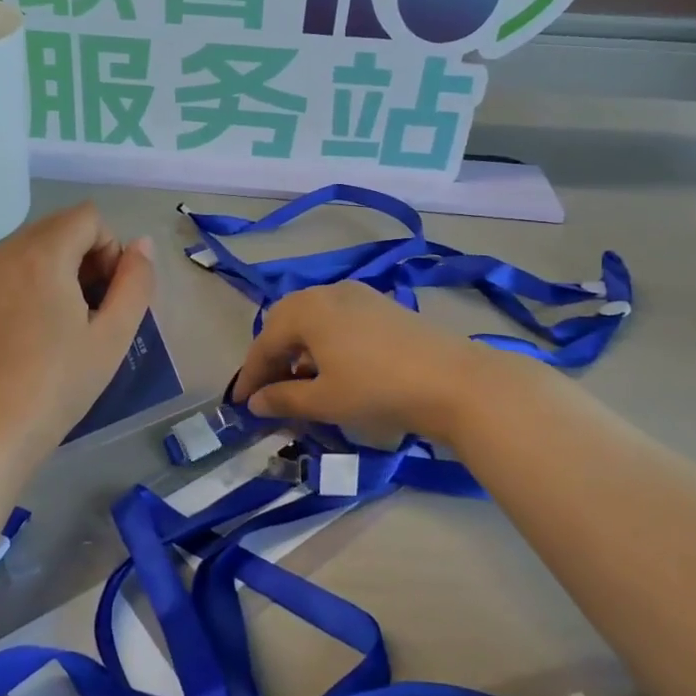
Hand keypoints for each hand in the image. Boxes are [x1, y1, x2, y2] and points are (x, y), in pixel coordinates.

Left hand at [0, 203, 154, 459]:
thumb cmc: (59, 383)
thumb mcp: (113, 335)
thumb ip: (135, 282)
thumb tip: (140, 245)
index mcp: (42, 255)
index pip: (87, 217)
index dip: (109, 248)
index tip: (107, 295)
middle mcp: (3, 253)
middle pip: (56, 228)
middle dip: (82, 257)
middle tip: (88, 311)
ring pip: (28, 249)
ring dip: (53, 270)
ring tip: (57, 324)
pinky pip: (1, 272)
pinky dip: (22, 286)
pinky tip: (24, 334)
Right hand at [232, 282, 506, 445]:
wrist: (455, 381)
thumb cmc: (378, 390)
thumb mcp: (325, 400)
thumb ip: (284, 399)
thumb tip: (255, 402)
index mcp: (307, 310)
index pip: (265, 342)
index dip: (250, 375)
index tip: (240, 403)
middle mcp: (328, 292)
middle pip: (286, 321)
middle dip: (273, 356)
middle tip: (268, 390)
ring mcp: (359, 295)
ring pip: (313, 318)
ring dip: (299, 348)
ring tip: (301, 382)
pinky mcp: (382, 305)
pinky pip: (337, 318)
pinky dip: (324, 341)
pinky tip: (333, 367)